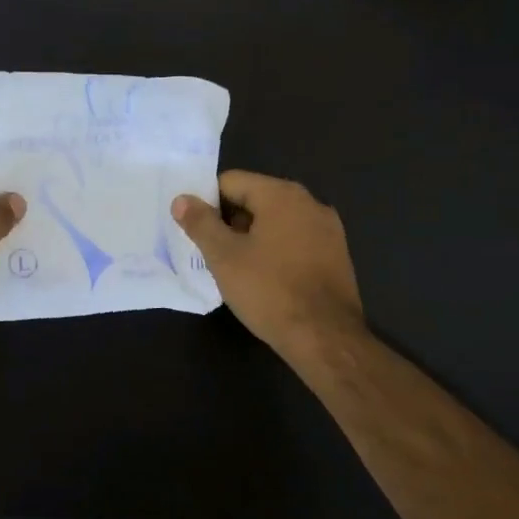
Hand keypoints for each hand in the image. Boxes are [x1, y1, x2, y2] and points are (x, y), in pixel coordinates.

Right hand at [172, 171, 364, 361]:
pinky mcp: (337, 255)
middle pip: (256, 199)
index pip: (231, 181)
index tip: (195, 230)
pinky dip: (276, 251)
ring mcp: (328, 230)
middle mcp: (310, 202)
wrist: (325, 337)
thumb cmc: (268, 290)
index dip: (207, 203)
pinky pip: (296, 241)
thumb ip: (200, 223)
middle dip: (230, 221)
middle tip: (211, 251)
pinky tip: (265, 278)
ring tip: (235, 267)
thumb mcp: (223, 256)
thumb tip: (182, 199)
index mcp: (281, 195)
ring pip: (277, 222)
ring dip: (253, 237)